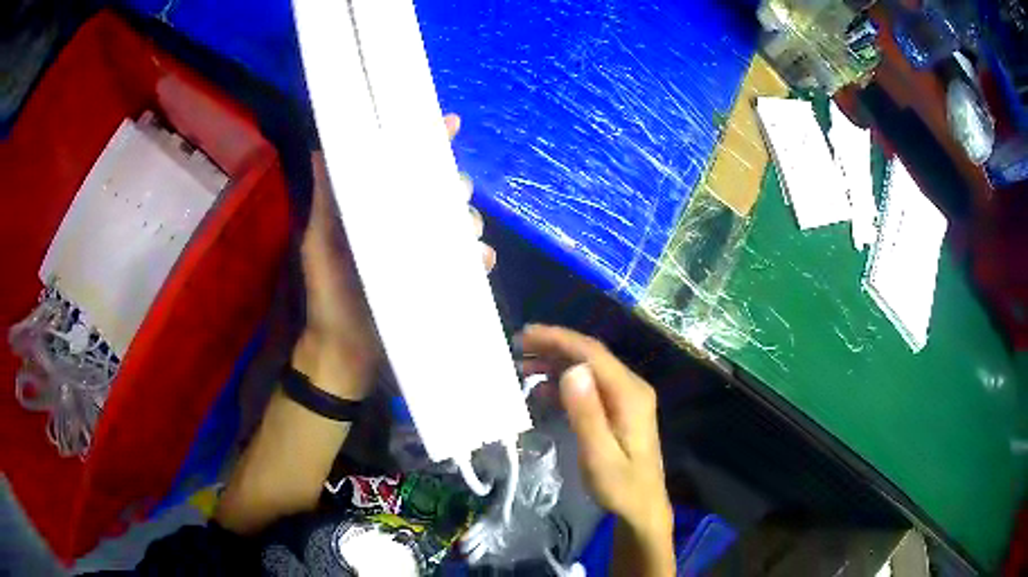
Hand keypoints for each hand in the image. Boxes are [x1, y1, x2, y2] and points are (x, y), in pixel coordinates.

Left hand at [294, 114, 492, 397]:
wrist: (344, 352)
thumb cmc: (328, 294)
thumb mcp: (319, 245)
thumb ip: (325, 202)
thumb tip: (320, 150)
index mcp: (380, 211)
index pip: (407, 168)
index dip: (429, 143)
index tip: (449, 124)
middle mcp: (407, 226)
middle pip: (443, 191)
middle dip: (454, 185)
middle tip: (452, 193)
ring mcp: (427, 255)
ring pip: (462, 224)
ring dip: (469, 221)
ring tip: (463, 232)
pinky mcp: (443, 283)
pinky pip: (471, 264)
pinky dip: (480, 258)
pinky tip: (477, 260)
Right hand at [521, 325, 674, 575]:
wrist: (642, 507)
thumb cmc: (620, 486)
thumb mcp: (599, 456)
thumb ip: (587, 414)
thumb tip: (571, 370)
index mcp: (630, 394)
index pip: (592, 353)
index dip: (558, 339)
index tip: (525, 335)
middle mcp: (631, 387)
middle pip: (590, 355)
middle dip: (553, 347)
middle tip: (517, 347)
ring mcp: (626, 396)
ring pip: (588, 368)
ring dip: (556, 363)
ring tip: (522, 367)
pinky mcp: (619, 408)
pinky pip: (590, 385)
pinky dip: (563, 383)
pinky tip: (541, 391)